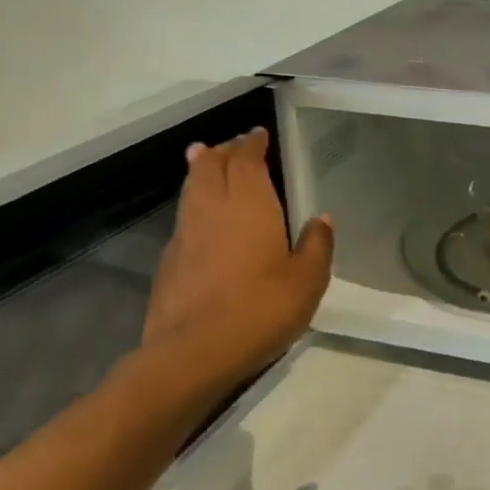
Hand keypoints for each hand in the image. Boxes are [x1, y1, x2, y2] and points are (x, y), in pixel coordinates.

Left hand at [141, 128, 333, 384]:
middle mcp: (213, 210)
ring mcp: (185, 236)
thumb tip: (320, 219)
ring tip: (203, 158)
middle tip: (232, 144)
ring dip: (199, 170)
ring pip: (190, 189)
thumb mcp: (307, 281)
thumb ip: (317, 245)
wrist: (192, 354)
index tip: (257, 134)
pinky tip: (199, 219)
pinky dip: (192, 205)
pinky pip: (183, 219)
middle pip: (210, 167)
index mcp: (249, 205)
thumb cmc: (260, 310)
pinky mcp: (169, 263)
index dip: (251, 144)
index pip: (245, 160)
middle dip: (222, 151)